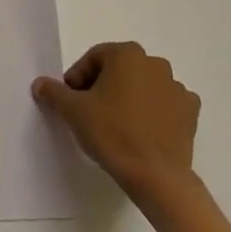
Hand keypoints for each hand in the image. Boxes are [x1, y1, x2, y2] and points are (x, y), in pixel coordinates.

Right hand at [33, 41, 198, 199]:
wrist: (157, 176)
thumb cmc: (112, 133)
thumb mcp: (73, 111)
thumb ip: (54, 92)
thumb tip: (40, 83)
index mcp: (127, 54)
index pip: (93, 59)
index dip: (77, 79)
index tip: (71, 102)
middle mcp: (155, 63)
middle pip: (118, 70)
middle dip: (102, 86)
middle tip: (89, 113)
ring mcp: (177, 87)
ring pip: (142, 86)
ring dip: (128, 98)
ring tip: (115, 125)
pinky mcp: (190, 112)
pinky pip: (164, 104)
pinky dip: (152, 111)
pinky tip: (141, 131)